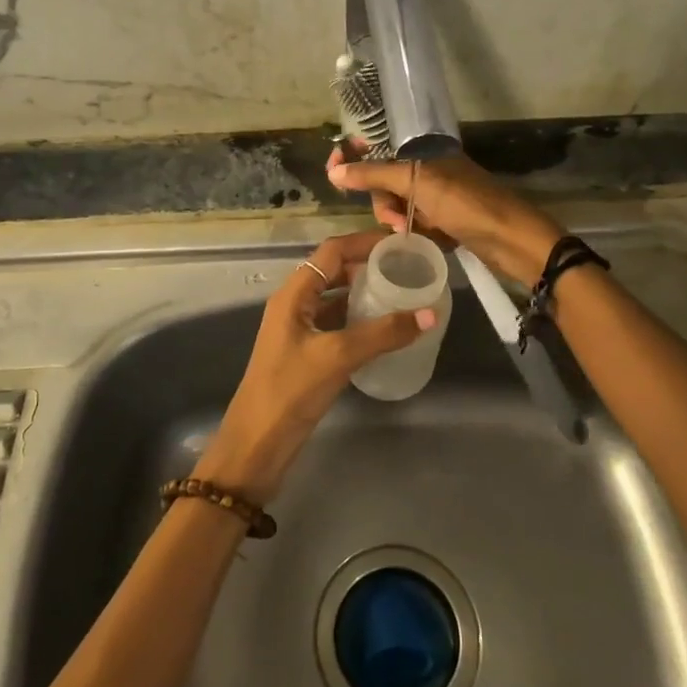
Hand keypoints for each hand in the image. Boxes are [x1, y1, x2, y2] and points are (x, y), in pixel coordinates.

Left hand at [197, 230, 436, 503]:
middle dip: (368, 266)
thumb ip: (383, 333)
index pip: (332, 252)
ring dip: (365, 294)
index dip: (364, 242)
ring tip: (403, 294)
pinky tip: (385, 330)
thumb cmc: (290, 391)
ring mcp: (299, 331)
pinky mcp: (306, 354)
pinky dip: (359, 321)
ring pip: (335, 299)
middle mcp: (294, 305)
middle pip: (334, 272)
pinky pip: (336, 325)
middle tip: (407, 268)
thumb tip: (430, 313)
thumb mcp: (337, 357)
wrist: (257, 445)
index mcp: (293, 295)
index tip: (401, 243)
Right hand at [326, 148, 563, 288]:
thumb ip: (374, 175)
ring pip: (398, 207)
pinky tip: (425, 240)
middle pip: (385, 183)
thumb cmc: (466, 204)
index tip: (333, 170)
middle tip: (395, 220)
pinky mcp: (447, 222)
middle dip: (383, 202)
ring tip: (412, 233)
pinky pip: (416, 225)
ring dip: (399, 221)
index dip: (355, 156)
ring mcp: (439, 197)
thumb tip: (334, 171)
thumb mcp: (417, 184)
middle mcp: (430, 171)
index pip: (380, 148)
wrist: (513, 240)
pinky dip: (416, 233)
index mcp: (425, 153)